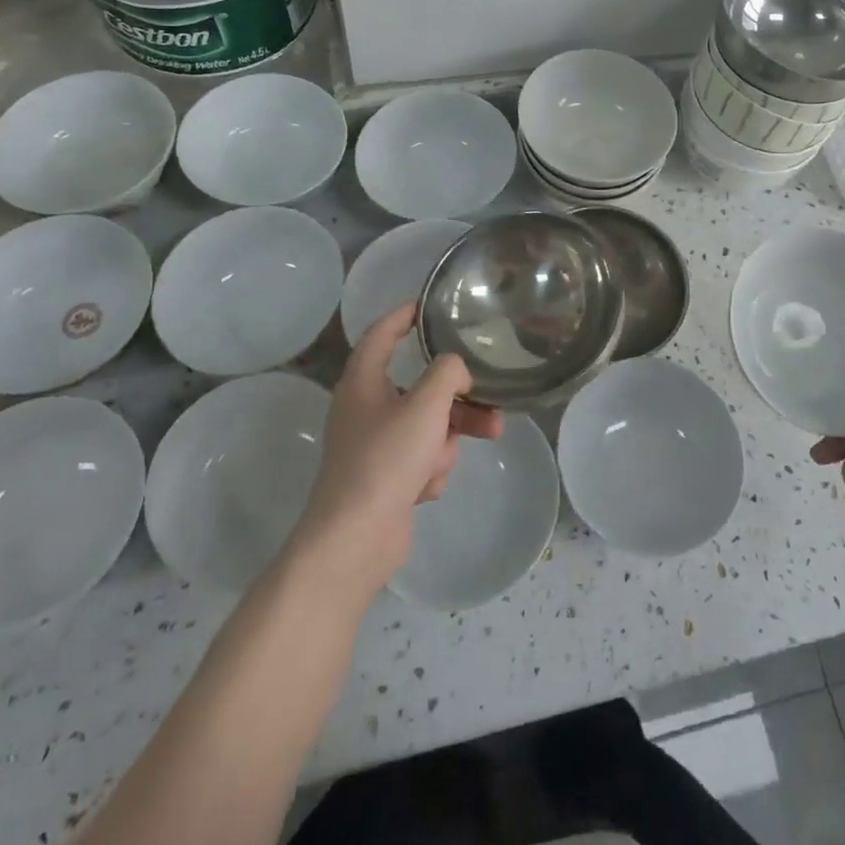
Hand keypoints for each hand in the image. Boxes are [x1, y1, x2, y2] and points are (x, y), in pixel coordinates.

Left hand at [289, 304, 501, 604]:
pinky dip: (430, 468)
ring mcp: (374, 444)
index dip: (405, 314)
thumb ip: (448, 373)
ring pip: (427, 424)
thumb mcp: (425, 405)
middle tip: (489, 397)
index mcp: (363, 380)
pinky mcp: (385, 477)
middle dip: (456, 397)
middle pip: (420, 385)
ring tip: (476, 443)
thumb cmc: (385, 459)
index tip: (430, 304)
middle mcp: (366, 407)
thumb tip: (455, 371)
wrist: (355, 539)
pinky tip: (425, 487)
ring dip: (448, 437)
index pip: (383, 332)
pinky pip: (421, 457)